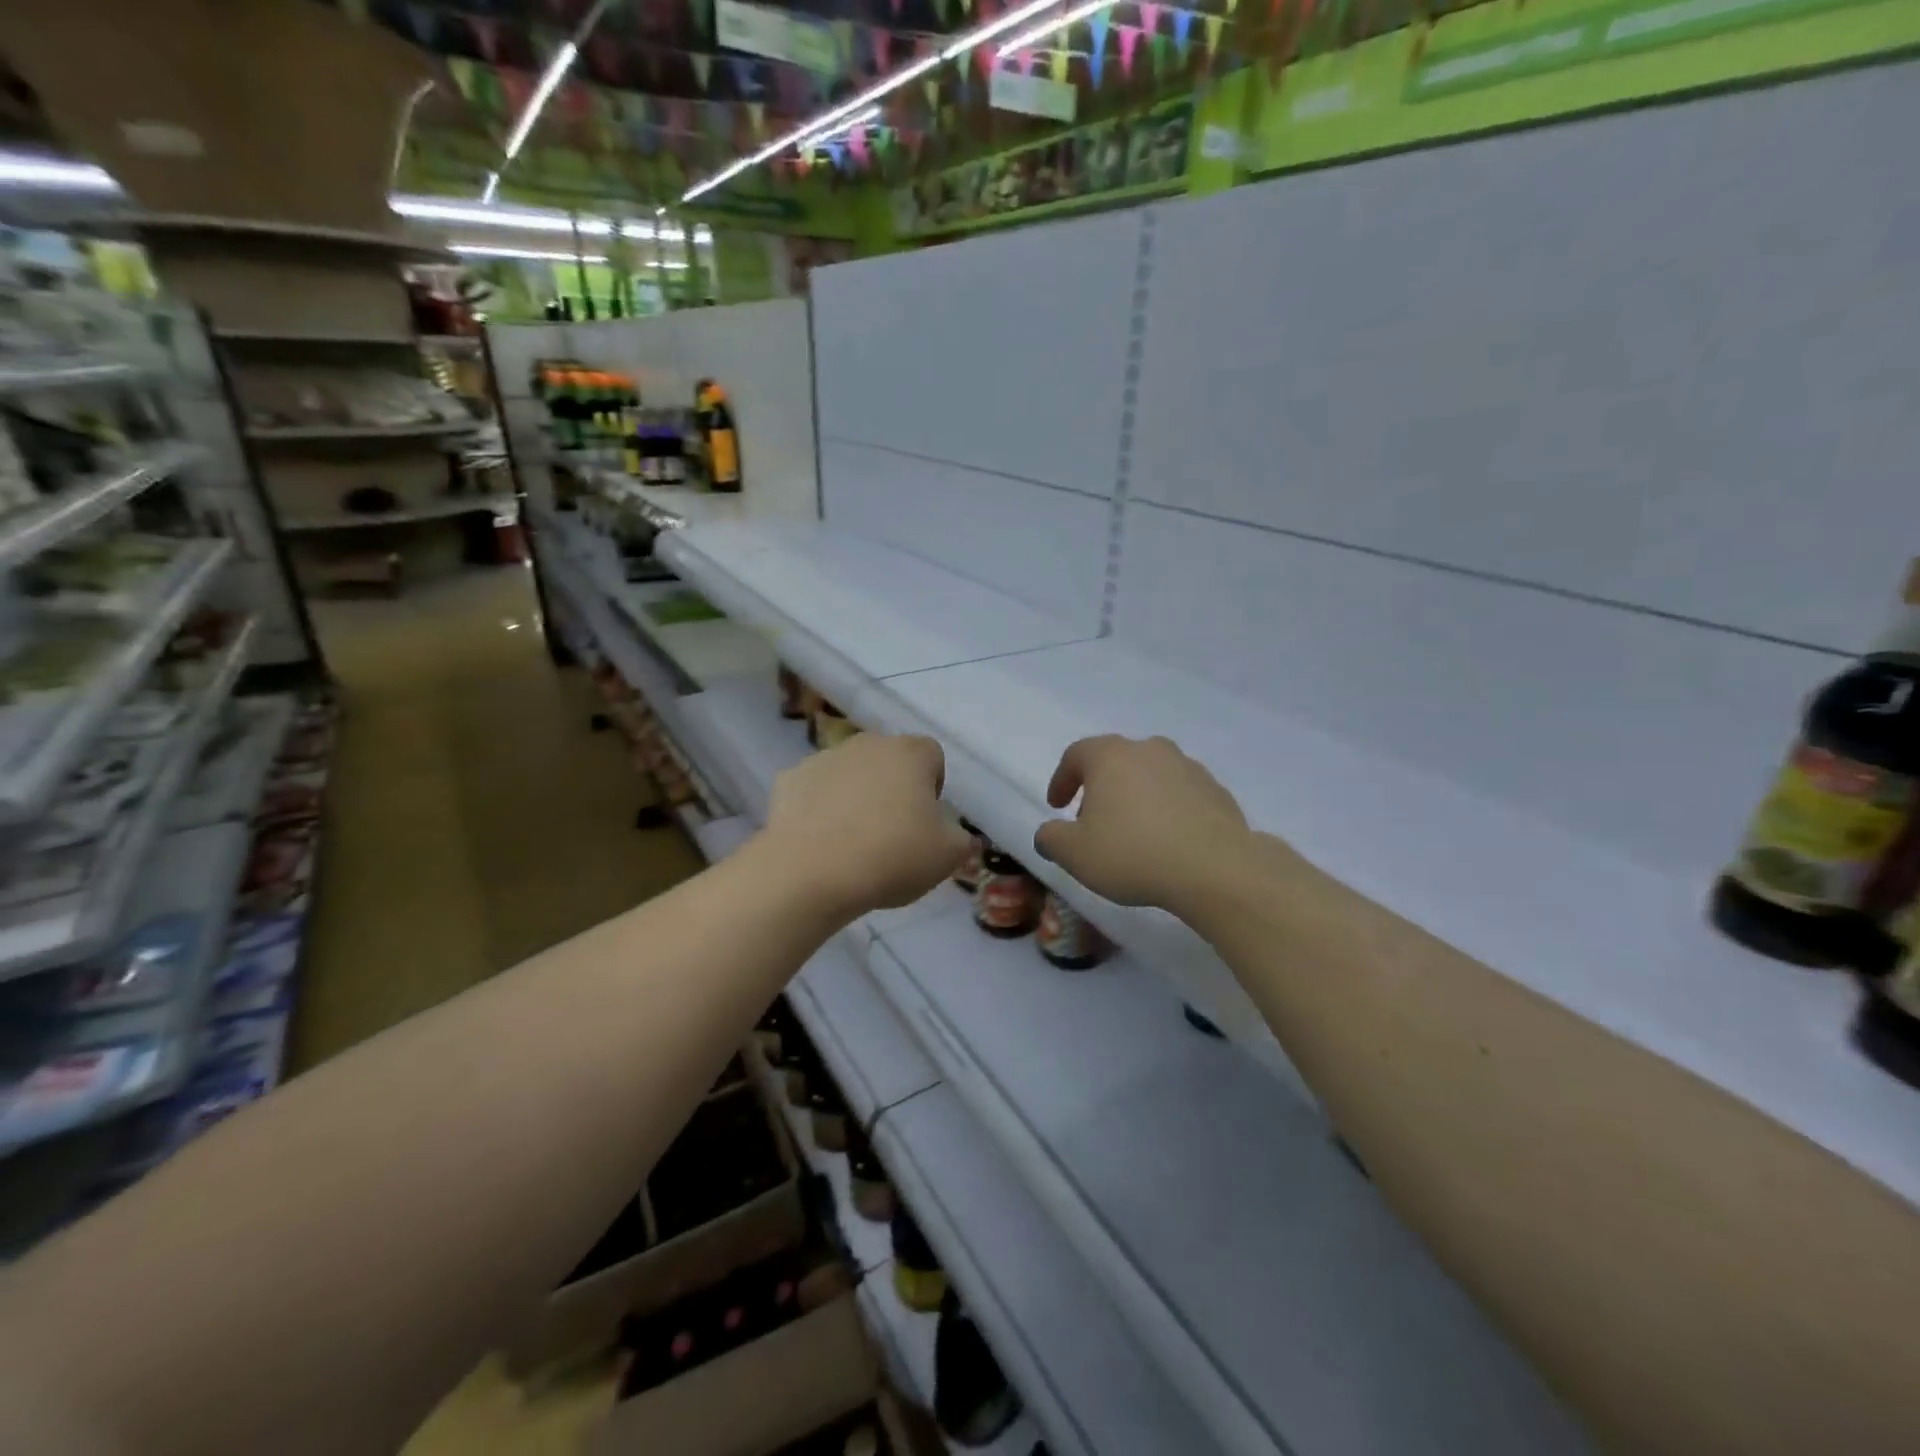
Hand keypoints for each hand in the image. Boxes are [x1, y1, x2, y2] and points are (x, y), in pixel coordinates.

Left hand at [763, 733, 971, 918]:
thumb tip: (961, 836)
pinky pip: (814, 791)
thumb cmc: (892, 856)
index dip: (932, 787)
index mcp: (910, 753)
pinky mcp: (788, 780)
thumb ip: (962, 840)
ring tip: (852, 842)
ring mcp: (824, 758)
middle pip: (889, 761)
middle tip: (892, 833)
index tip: (926, 821)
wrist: (811, 872)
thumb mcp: (948, 856)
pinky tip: (819, 842)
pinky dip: (818, 809)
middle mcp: (867, 744)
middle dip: (893, 789)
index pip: (932, 756)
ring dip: (855, 797)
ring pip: (849, 774)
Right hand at [1033, 735, 1253, 914]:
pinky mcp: (1216, 790)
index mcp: (1110, 756)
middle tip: (1091, 820)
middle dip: (1099, 787)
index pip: (1075, 755)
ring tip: (1132, 832)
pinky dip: (1167, 809)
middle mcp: (1149, 749)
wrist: (1215, 869)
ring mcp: (1187, 766)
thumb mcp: (1074, 854)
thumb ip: (1051, 839)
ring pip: (1149, 774)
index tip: (1056, 806)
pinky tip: (1167, 840)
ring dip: (1135, 796)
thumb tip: (1048, 833)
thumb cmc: (1133, 854)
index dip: (1061, 779)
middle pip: (1114, 760)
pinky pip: (1180, 794)